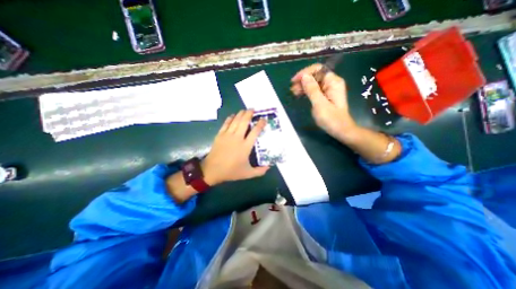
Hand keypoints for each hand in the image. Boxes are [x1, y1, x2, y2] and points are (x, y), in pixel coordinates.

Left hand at [200, 110, 270, 185]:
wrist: (212, 170)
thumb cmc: (231, 171)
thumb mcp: (247, 174)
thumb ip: (260, 171)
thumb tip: (269, 167)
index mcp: (245, 146)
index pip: (255, 131)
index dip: (260, 124)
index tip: (264, 119)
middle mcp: (237, 138)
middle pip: (244, 122)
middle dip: (249, 114)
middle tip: (253, 109)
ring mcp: (227, 135)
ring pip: (235, 120)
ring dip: (240, 114)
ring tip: (244, 110)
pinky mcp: (220, 135)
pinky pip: (226, 123)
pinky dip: (230, 118)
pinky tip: (233, 115)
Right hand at [290, 64, 359, 141]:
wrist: (340, 130)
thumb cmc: (331, 118)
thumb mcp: (319, 104)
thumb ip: (312, 89)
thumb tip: (304, 76)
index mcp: (333, 82)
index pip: (318, 69)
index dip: (305, 73)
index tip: (294, 81)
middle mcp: (332, 83)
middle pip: (315, 75)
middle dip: (303, 80)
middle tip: (292, 89)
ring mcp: (329, 90)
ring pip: (314, 83)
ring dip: (303, 86)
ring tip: (294, 93)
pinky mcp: (326, 96)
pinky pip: (315, 90)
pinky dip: (307, 91)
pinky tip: (300, 95)